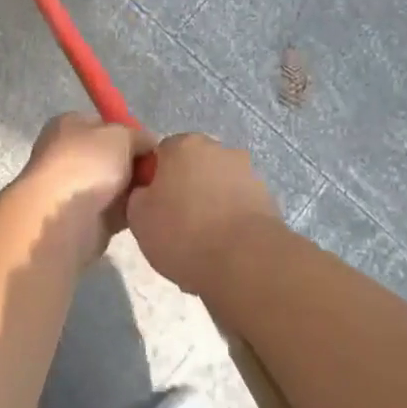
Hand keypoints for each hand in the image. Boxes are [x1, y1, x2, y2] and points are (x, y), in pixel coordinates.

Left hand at [17, 112, 155, 257]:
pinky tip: (147, 210)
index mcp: (68, 126)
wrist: (66, 220)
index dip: (130, 133)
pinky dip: (131, 211)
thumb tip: (149, 145)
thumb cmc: (88, 164)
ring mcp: (75, 189)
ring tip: (157, 191)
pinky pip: (117, 211)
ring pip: (116, 185)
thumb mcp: (121, 135)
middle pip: (112, 156)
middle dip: (135, 164)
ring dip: (135, 189)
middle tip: (160, 171)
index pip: (104, 124)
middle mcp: (68, 154)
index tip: (152, 147)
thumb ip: (139, 136)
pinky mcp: (85, 219)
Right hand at [127, 133, 279, 293]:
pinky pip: (238, 206)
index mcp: (184, 145)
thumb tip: (148, 193)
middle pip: (193, 166)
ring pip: (217, 186)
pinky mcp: (268, 199)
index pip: (161, 153)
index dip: (154, 178)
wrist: (245, 262)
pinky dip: (230, 221)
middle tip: (174, 222)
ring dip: (210, 205)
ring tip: (201, 243)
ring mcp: (248, 172)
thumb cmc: (183, 232)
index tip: (152, 205)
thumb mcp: (138, 217)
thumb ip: (138, 196)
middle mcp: (219, 149)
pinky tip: (223, 250)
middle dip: (185, 188)